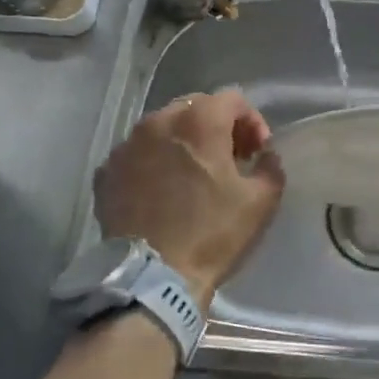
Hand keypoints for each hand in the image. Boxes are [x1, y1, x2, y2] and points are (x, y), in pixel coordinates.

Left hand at [94, 90, 284, 306]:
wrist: (153, 278)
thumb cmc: (213, 233)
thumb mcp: (262, 201)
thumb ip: (271, 166)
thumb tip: (264, 155)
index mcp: (199, 122)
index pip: (232, 99)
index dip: (252, 121)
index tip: (257, 152)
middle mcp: (159, 122)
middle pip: (195, 107)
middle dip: (217, 127)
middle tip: (229, 159)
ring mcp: (127, 146)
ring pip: (162, 128)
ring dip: (183, 142)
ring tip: (193, 174)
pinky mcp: (106, 172)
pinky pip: (137, 154)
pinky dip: (154, 162)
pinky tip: (162, 190)